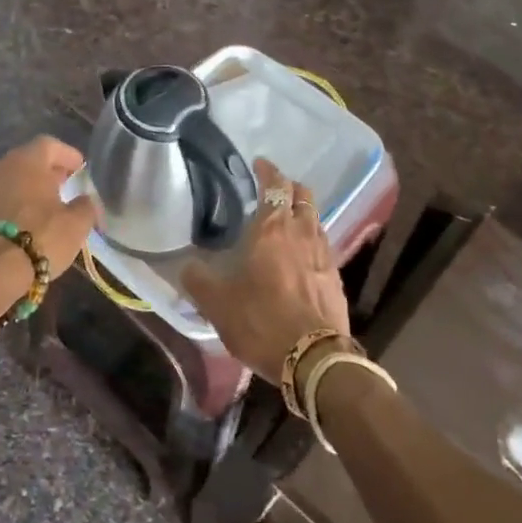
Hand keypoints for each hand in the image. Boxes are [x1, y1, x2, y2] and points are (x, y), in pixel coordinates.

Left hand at [0, 136, 100, 276]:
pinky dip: (12, 204)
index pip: (49, 145)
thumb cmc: (40, 237)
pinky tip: (23, 222)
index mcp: (27, 161)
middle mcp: (0, 166)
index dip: (67, 155)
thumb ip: (86, 206)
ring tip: (44, 207)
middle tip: (64, 186)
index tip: (80, 168)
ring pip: (10, 180)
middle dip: (47, 172)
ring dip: (27, 188)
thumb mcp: (76, 224)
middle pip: (27, 161)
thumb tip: (85, 200)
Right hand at [183, 159, 350, 382]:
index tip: (260, 163)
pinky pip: (323, 245)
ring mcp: (324, 255)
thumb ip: (198, 280)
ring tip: (287, 221)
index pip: (275, 186)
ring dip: (303, 212)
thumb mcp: (217, 304)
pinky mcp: (335, 278)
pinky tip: (301, 256)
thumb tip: (186, 266)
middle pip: (303, 196)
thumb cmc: (261, 321)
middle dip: (290, 187)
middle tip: (275, 190)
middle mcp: (302, 233)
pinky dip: (311, 240)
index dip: (268, 171)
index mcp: (272, 230)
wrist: (314, 359)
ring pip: (316, 219)